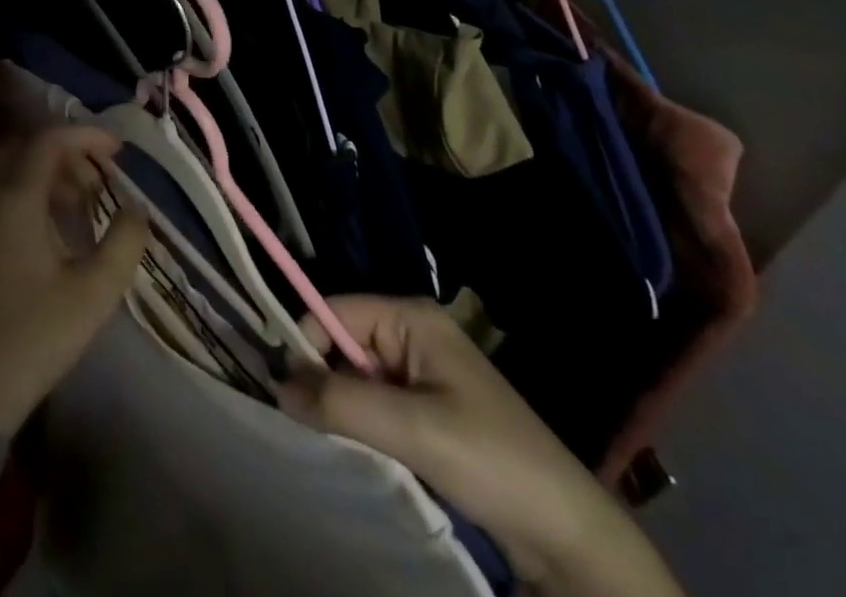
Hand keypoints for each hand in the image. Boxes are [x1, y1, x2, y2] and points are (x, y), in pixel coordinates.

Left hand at [0, 125, 149, 436]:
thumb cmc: (33, 338)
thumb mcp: (93, 294)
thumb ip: (124, 242)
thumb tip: (137, 208)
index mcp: (13, 198)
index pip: (49, 140)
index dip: (86, 135)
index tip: (118, 149)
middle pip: (25, 146)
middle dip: (66, 151)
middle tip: (100, 177)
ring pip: (9, 168)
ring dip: (47, 171)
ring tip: (82, 201)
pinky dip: (27, 189)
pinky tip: (51, 225)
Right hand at [278, 296, 680, 595]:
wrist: (567, 534)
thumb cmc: (492, 461)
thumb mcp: (413, 428)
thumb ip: (341, 401)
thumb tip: (277, 386)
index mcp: (410, 317)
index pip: (333, 310)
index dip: (305, 344)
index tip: (285, 391)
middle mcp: (411, 334)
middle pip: (342, 343)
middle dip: (322, 381)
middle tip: (307, 425)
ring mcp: (420, 374)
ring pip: (355, 378)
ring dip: (341, 409)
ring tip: (330, 442)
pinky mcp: (426, 412)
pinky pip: (374, 406)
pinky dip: (360, 427)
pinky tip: (358, 452)